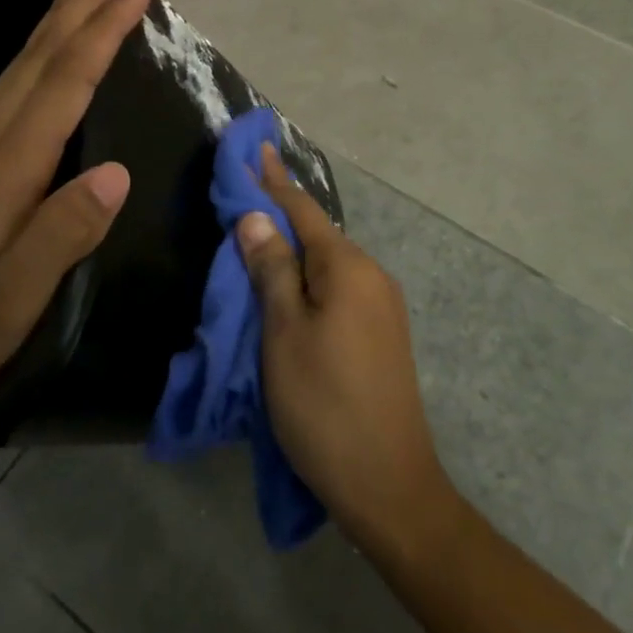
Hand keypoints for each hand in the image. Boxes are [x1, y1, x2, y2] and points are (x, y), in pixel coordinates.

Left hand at [0, 0, 153, 421]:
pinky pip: (4, 82)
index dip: (102, 32)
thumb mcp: (11, 303)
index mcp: (1, 169)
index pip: (63, 83)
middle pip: (40, 53)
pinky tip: (42, 42)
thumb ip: (62, 236)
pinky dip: (35, 46)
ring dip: (56, 11)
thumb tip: (117, 174)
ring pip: (18, 60)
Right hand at [237, 144, 456, 557]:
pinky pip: (339, 289)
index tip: (255, 148)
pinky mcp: (382, 334)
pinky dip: (309, 280)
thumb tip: (256, 217)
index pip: (303, 210)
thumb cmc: (324, 405)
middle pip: (318, 235)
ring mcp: (382, 306)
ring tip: (258, 244)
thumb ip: (271, 270)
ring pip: (328, 265)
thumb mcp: (284, 334)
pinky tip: (290, 290)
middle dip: (280, 216)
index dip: (273, 181)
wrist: (389, 484)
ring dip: (293, 252)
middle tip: (243, 199)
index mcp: (348, 267)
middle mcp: (372, 276)